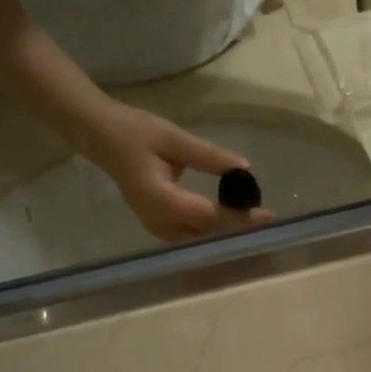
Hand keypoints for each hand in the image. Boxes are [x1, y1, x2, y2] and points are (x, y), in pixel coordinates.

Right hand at [83, 102, 273, 242]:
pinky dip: (212, 229)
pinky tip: (230, 218)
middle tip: (267, 217)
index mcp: (161, 201)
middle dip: (237, 227)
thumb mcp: (173, 138)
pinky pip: (191, 235)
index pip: (210, 216)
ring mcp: (157, 228)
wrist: (102, 138)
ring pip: (200, 238)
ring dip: (226, 231)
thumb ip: (208, 156)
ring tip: (254, 219)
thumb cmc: (135, 133)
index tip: (268, 214)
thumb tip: (245, 168)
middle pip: (207, 234)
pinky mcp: (158, 226)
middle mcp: (159, 223)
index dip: (240, 218)